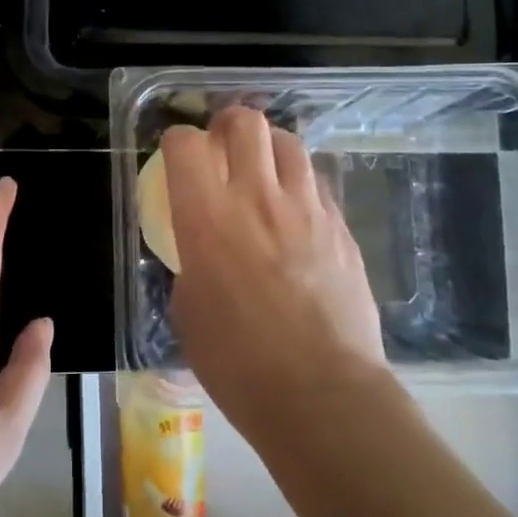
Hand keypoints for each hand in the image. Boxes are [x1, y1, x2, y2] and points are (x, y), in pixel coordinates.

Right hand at [162, 109, 387, 436]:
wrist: (320, 393)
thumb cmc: (238, 363)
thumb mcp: (188, 310)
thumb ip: (193, 262)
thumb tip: (203, 251)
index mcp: (207, 218)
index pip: (186, 145)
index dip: (177, 141)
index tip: (177, 155)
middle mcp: (257, 198)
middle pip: (246, 123)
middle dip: (228, 123)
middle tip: (222, 142)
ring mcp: (306, 209)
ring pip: (289, 143)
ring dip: (269, 147)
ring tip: (263, 169)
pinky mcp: (340, 227)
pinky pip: (316, 184)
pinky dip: (299, 184)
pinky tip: (295, 211)